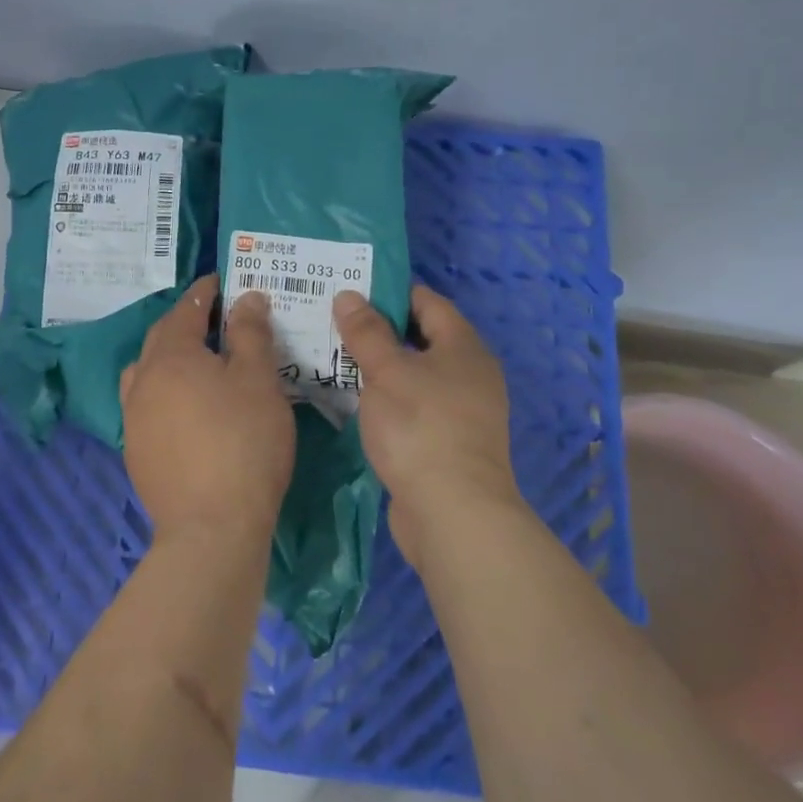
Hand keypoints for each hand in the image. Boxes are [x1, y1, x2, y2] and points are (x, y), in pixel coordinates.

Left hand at [121, 276, 295, 548]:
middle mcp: (143, 380)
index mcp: (172, 356)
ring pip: (146, 371)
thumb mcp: (258, 381)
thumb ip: (250, 334)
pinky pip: (146, 404)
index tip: (223, 282)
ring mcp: (133, 418)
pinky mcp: (136, 451)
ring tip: (196, 362)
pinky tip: (185, 408)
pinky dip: (164, 391)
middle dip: (187, 321)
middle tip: (216, 317)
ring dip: (169, 357)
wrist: (211, 527)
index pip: (188, 309)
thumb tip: (246, 298)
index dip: (206, 291)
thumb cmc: (244, 443)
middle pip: (162, 337)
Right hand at [334, 285, 518, 567]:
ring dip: (380, 365)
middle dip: (378, 329)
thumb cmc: (421, 428)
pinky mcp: (446, 442)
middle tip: (333, 321)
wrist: (453, 513)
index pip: (427, 301)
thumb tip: (350, 295)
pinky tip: (355, 400)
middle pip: (421, 337)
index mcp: (463, 347)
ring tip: (334, 356)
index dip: (390, 292)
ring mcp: (461, 410)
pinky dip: (387, 396)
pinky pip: (413, 404)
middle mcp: (469, 373)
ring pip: (415, 374)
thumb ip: (367, 332)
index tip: (350, 288)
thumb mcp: (387, 372)